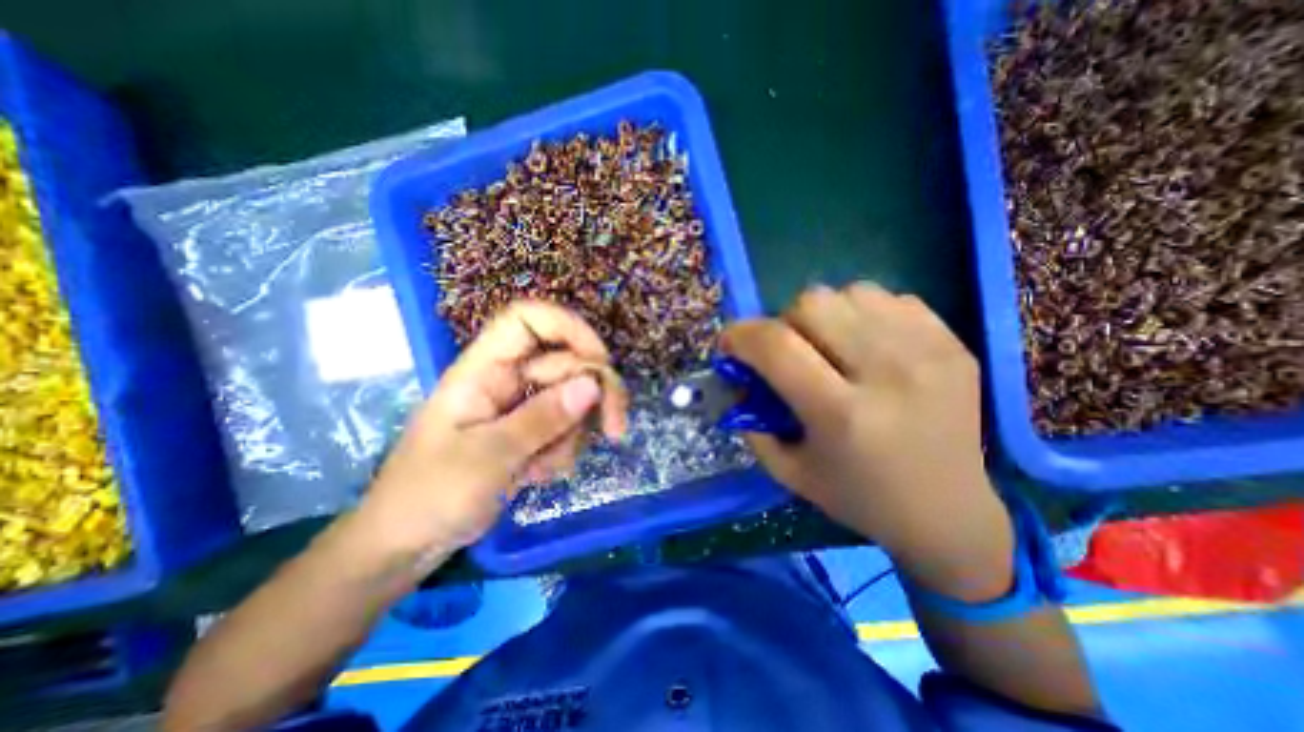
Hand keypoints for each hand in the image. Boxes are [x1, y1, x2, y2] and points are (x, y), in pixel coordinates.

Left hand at [354, 301, 621, 558]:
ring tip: (544, 469)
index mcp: (484, 370)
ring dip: (575, 433)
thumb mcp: (488, 457)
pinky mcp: (531, 430)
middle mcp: (508, 379)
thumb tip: (593, 384)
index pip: (527, 320)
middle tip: (616, 430)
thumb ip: (542, 419)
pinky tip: (538, 475)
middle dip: (598, 394)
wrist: (408, 543)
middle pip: (568, 362)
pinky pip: (567, 426)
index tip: (601, 360)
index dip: (569, 327)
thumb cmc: (430, 495)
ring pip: (574, 397)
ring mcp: (521, 405)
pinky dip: (565, 450)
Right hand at [723, 284, 1017, 598]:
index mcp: (842, 415)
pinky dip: (864, 314)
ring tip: (831, 347)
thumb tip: (739, 374)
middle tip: (789, 351)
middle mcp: (889, 374)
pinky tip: (868, 347)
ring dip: (825, 315)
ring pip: (851, 292)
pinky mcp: (953, 343)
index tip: (730, 344)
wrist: (948, 513)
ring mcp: (929, 352)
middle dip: (784, 323)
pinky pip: (889, 298)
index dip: (741, 335)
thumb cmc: (857, 497)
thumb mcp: (788, 470)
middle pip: (813, 303)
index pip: (777, 345)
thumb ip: (752, 419)